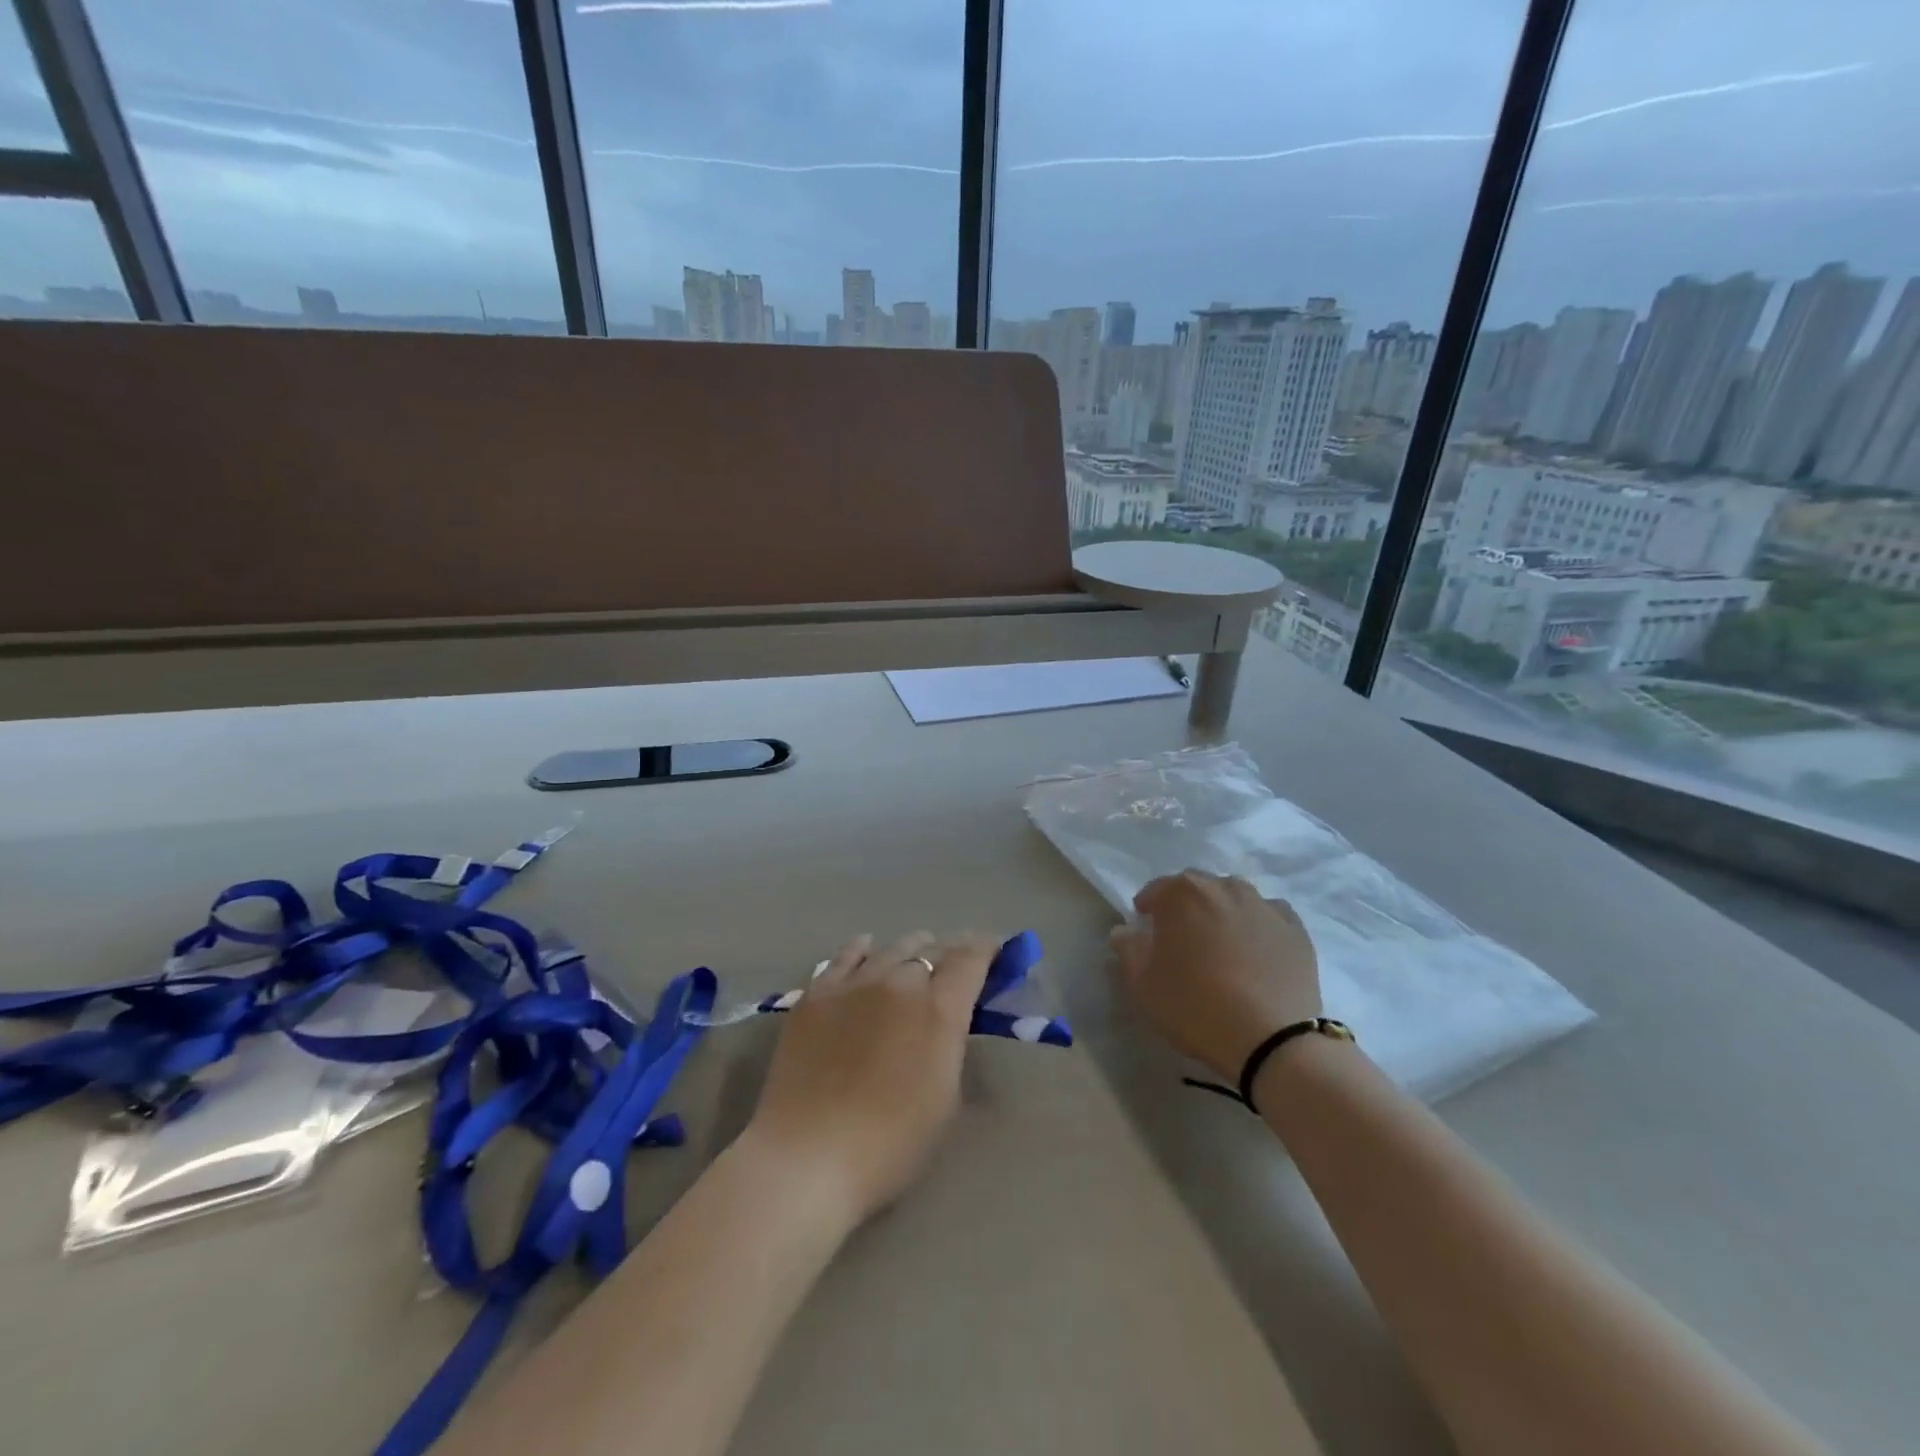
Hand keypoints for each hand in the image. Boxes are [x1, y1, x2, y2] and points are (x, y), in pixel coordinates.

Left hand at [742, 932, 995, 1227]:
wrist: (808, 1157)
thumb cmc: (890, 1144)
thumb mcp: (945, 1097)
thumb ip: (950, 1043)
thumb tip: (949, 1019)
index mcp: (939, 1009)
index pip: (970, 958)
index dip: (986, 949)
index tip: (995, 953)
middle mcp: (899, 982)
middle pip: (932, 949)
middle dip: (949, 953)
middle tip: (954, 967)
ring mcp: (853, 983)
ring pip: (891, 948)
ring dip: (910, 950)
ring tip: (915, 957)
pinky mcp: (816, 993)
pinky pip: (845, 956)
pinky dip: (863, 949)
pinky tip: (866, 948)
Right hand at [1109, 871, 1320, 1081]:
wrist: (1271, 1039)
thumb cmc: (1195, 1006)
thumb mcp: (1144, 984)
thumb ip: (1128, 949)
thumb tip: (1125, 930)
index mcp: (1182, 893)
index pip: (1156, 890)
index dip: (1148, 910)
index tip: (1145, 931)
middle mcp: (1223, 887)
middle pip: (1197, 889)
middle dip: (1185, 907)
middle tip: (1182, 940)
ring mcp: (1263, 905)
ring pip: (1234, 898)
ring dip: (1222, 913)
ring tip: (1221, 946)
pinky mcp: (1295, 928)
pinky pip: (1268, 916)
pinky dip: (1258, 927)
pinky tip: (1256, 951)